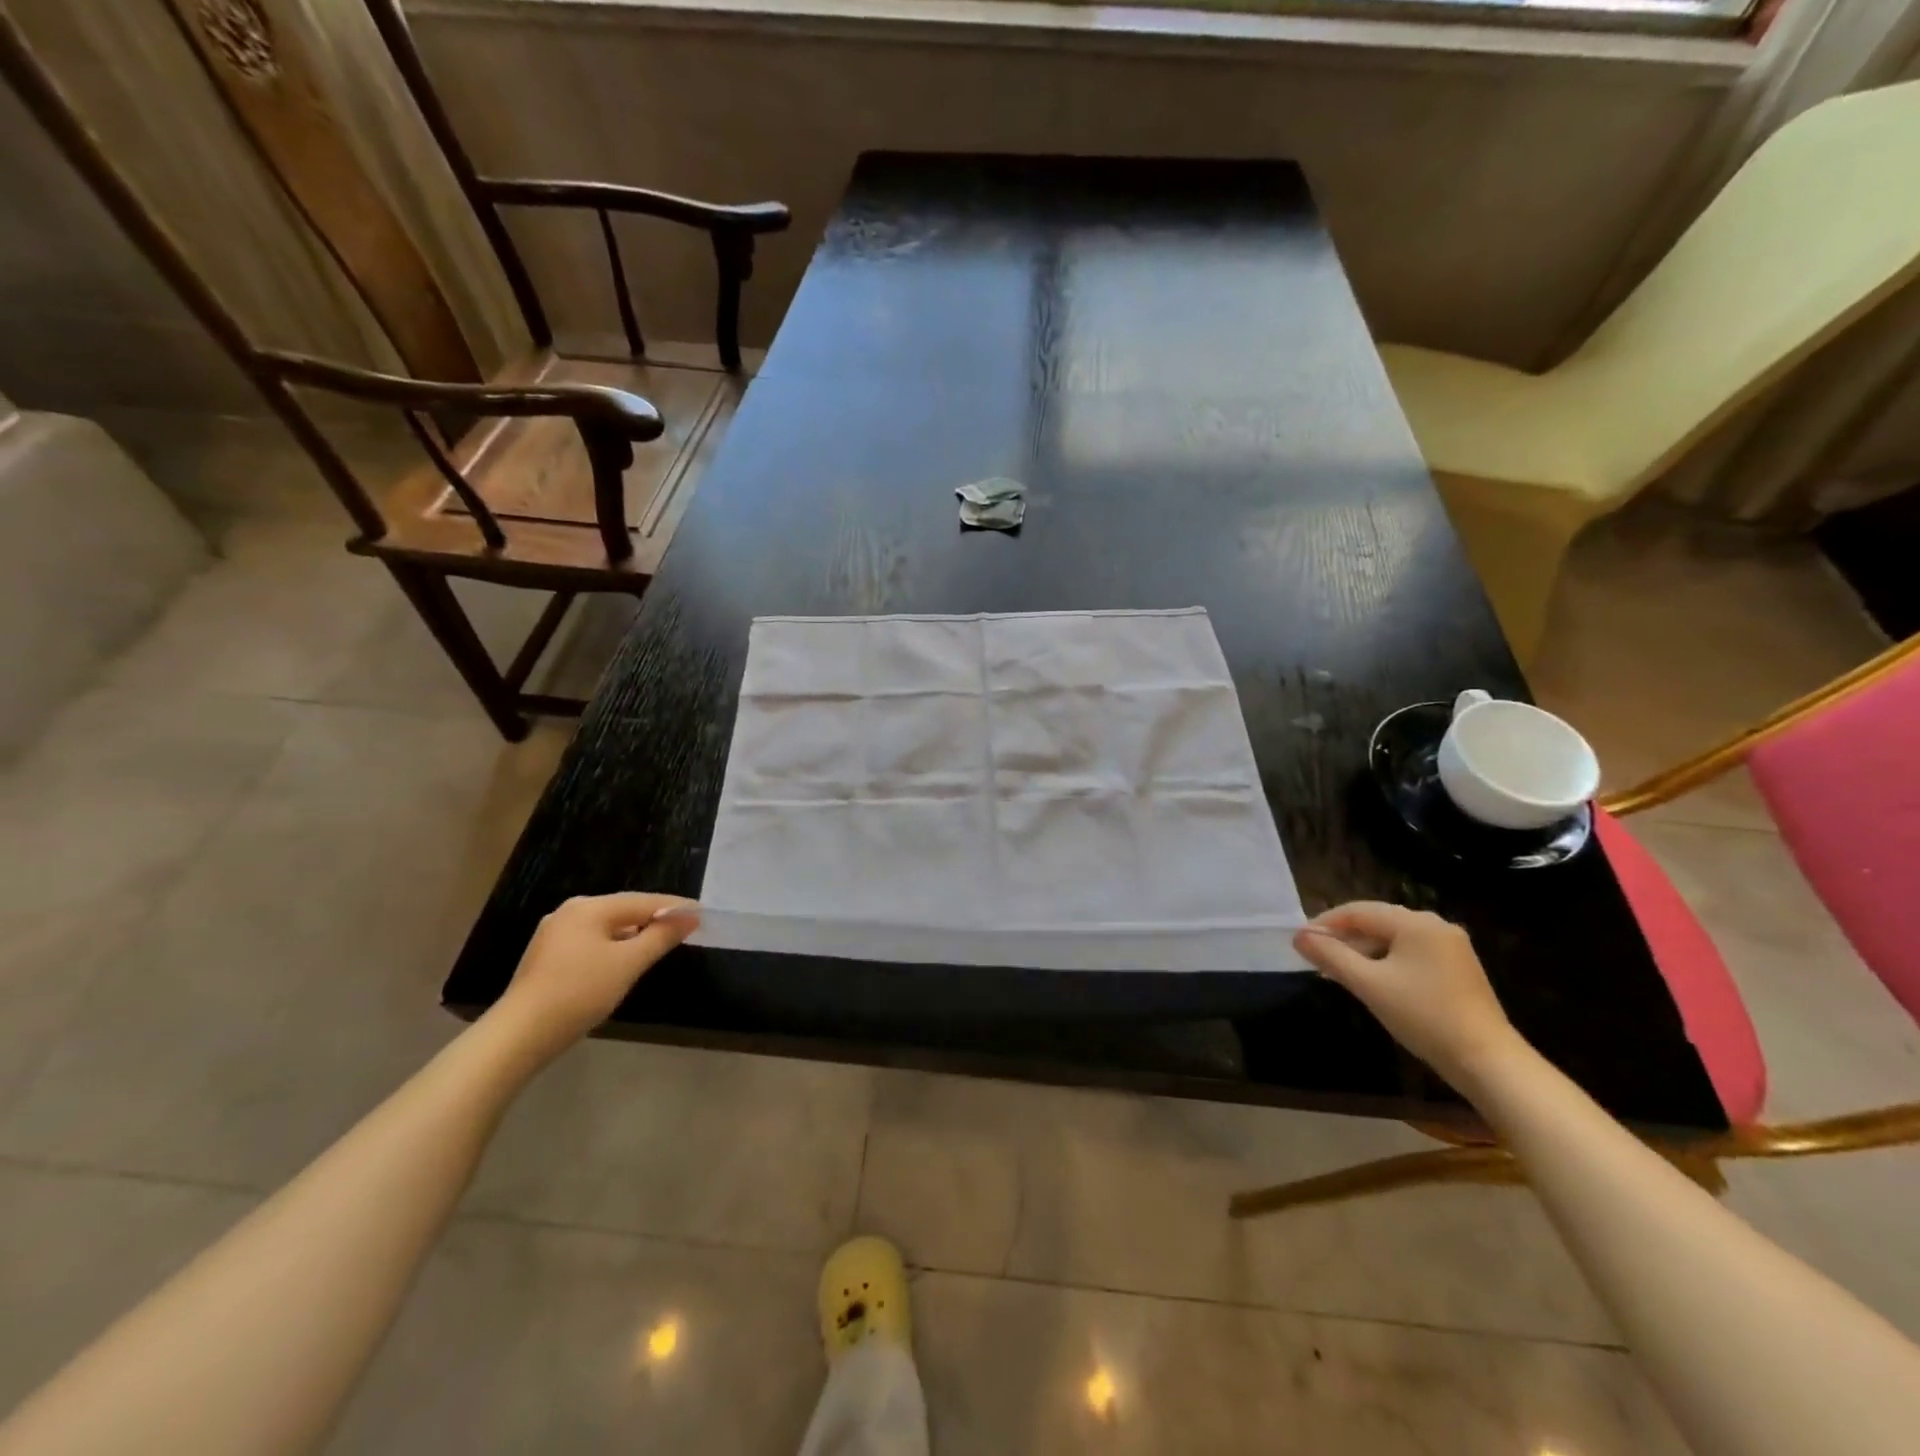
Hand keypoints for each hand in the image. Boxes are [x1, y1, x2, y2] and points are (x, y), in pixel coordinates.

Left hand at [496, 893, 699, 1054]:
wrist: (519, 1037)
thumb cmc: (579, 993)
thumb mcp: (628, 964)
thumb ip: (661, 936)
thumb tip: (690, 916)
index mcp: (589, 907)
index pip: (643, 901)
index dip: (674, 907)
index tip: (702, 913)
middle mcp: (570, 912)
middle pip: (624, 910)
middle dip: (654, 919)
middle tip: (685, 928)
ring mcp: (554, 934)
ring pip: (607, 928)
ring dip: (635, 935)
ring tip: (660, 945)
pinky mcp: (547, 958)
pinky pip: (592, 942)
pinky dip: (614, 947)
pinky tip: (624, 962)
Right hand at [1294, 901, 1525, 1090]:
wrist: (1487, 1061)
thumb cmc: (1423, 1016)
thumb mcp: (1369, 984)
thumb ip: (1331, 956)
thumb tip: (1299, 937)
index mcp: (1415, 923)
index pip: (1358, 911)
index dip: (1325, 923)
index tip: (1300, 942)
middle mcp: (1435, 926)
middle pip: (1376, 921)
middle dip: (1343, 938)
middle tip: (1315, 958)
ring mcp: (1450, 947)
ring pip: (1393, 939)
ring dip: (1363, 951)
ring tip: (1338, 971)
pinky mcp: (1457, 968)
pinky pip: (1410, 953)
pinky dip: (1385, 962)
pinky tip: (1371, 980)